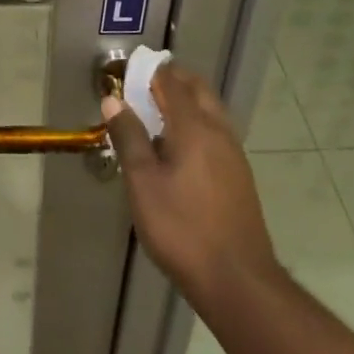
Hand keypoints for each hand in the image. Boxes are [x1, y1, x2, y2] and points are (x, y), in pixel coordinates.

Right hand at [102, 63, 280, 308]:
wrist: (238, 281)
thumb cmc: (182, 229)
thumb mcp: (143, 184)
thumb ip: (129, 138)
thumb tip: (113, 101)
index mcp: (194, 126)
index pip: (172, 81)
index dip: (149, 72)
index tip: (127, 74)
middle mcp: (218, 130)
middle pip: (197, 89)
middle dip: (171, 81)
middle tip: (142, 89)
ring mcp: (233, 153)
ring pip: (210, 110)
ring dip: (186, 102)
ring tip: (156, 117)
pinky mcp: (239, 175)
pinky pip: (215, 132)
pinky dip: (196, 124)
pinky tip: (179, 150)